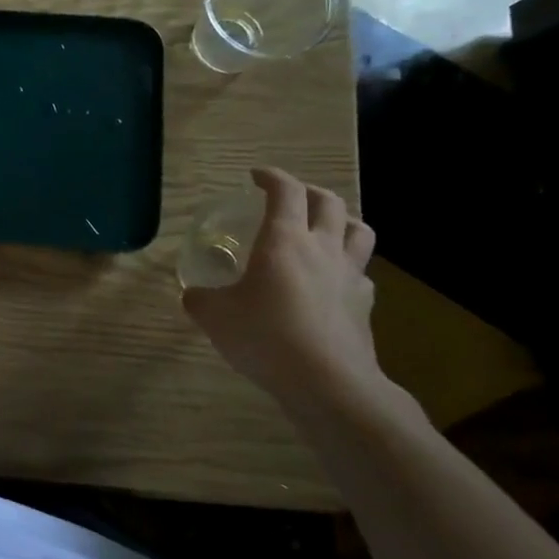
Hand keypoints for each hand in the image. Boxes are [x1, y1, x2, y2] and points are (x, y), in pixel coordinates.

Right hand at [181, 168, 386, 413]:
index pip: (285, 191)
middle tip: (288, 198)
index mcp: (284, 240)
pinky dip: (348, 268)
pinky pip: (361, 273)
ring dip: (341, 221)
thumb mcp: (214, 316)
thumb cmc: (265, 337)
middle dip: (308, 192)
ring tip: (324, 229)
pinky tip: (332, 282)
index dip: (271, 177)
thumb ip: (200, 298)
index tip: (255, 176)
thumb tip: (194, 295)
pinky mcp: (364, 304)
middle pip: (328, 202)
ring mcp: (349, 275)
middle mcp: (321, 248)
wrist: (327, 382)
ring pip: (359, 230)